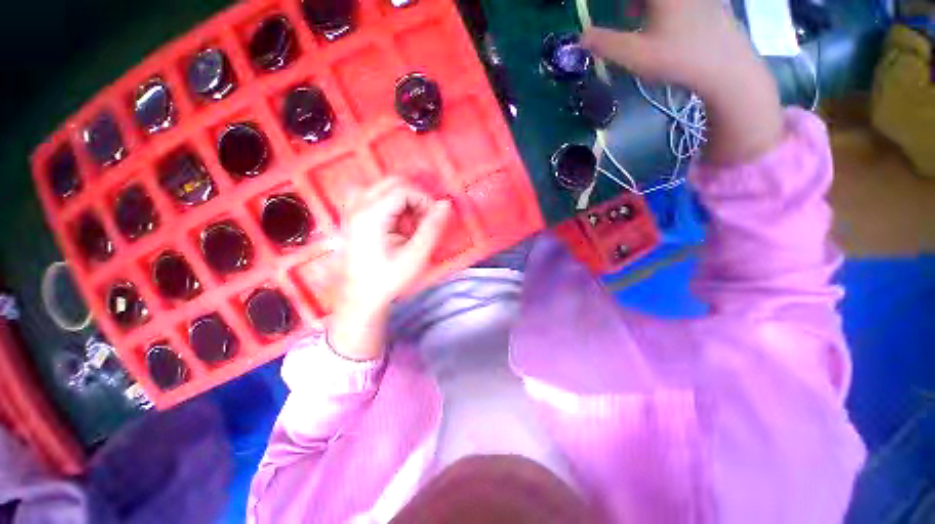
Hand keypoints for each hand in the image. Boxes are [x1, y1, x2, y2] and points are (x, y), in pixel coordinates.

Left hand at [329, 178, 450, 360]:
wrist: (361, 298)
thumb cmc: (389, 279)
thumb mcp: (415, 256)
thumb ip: (432, 228)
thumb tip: (445, 204)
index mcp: (371, 215)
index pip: (403, 190)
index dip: (424, 200)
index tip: (433, 219)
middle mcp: (358, 207)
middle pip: (392, 183)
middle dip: (414, 197)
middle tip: (423, 221)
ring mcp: (353, 211)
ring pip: (384, 188)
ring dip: (403, 200)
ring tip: (410, 224)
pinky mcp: (353, 218)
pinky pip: (375, 197)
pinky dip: (391, 205)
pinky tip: (396, 224)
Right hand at [582, 0, 784, 163]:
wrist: (729, 69)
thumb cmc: (680, 60)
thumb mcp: (637, 55)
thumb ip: (606, 44)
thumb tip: (581, 37)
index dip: (619, 5)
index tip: (599, 11)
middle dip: (629, 5)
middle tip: (625, 16)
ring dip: (643, 4)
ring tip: (633, 14)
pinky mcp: (709, 1)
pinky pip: (679, 0)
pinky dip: (662, 6)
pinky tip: (659, 17)